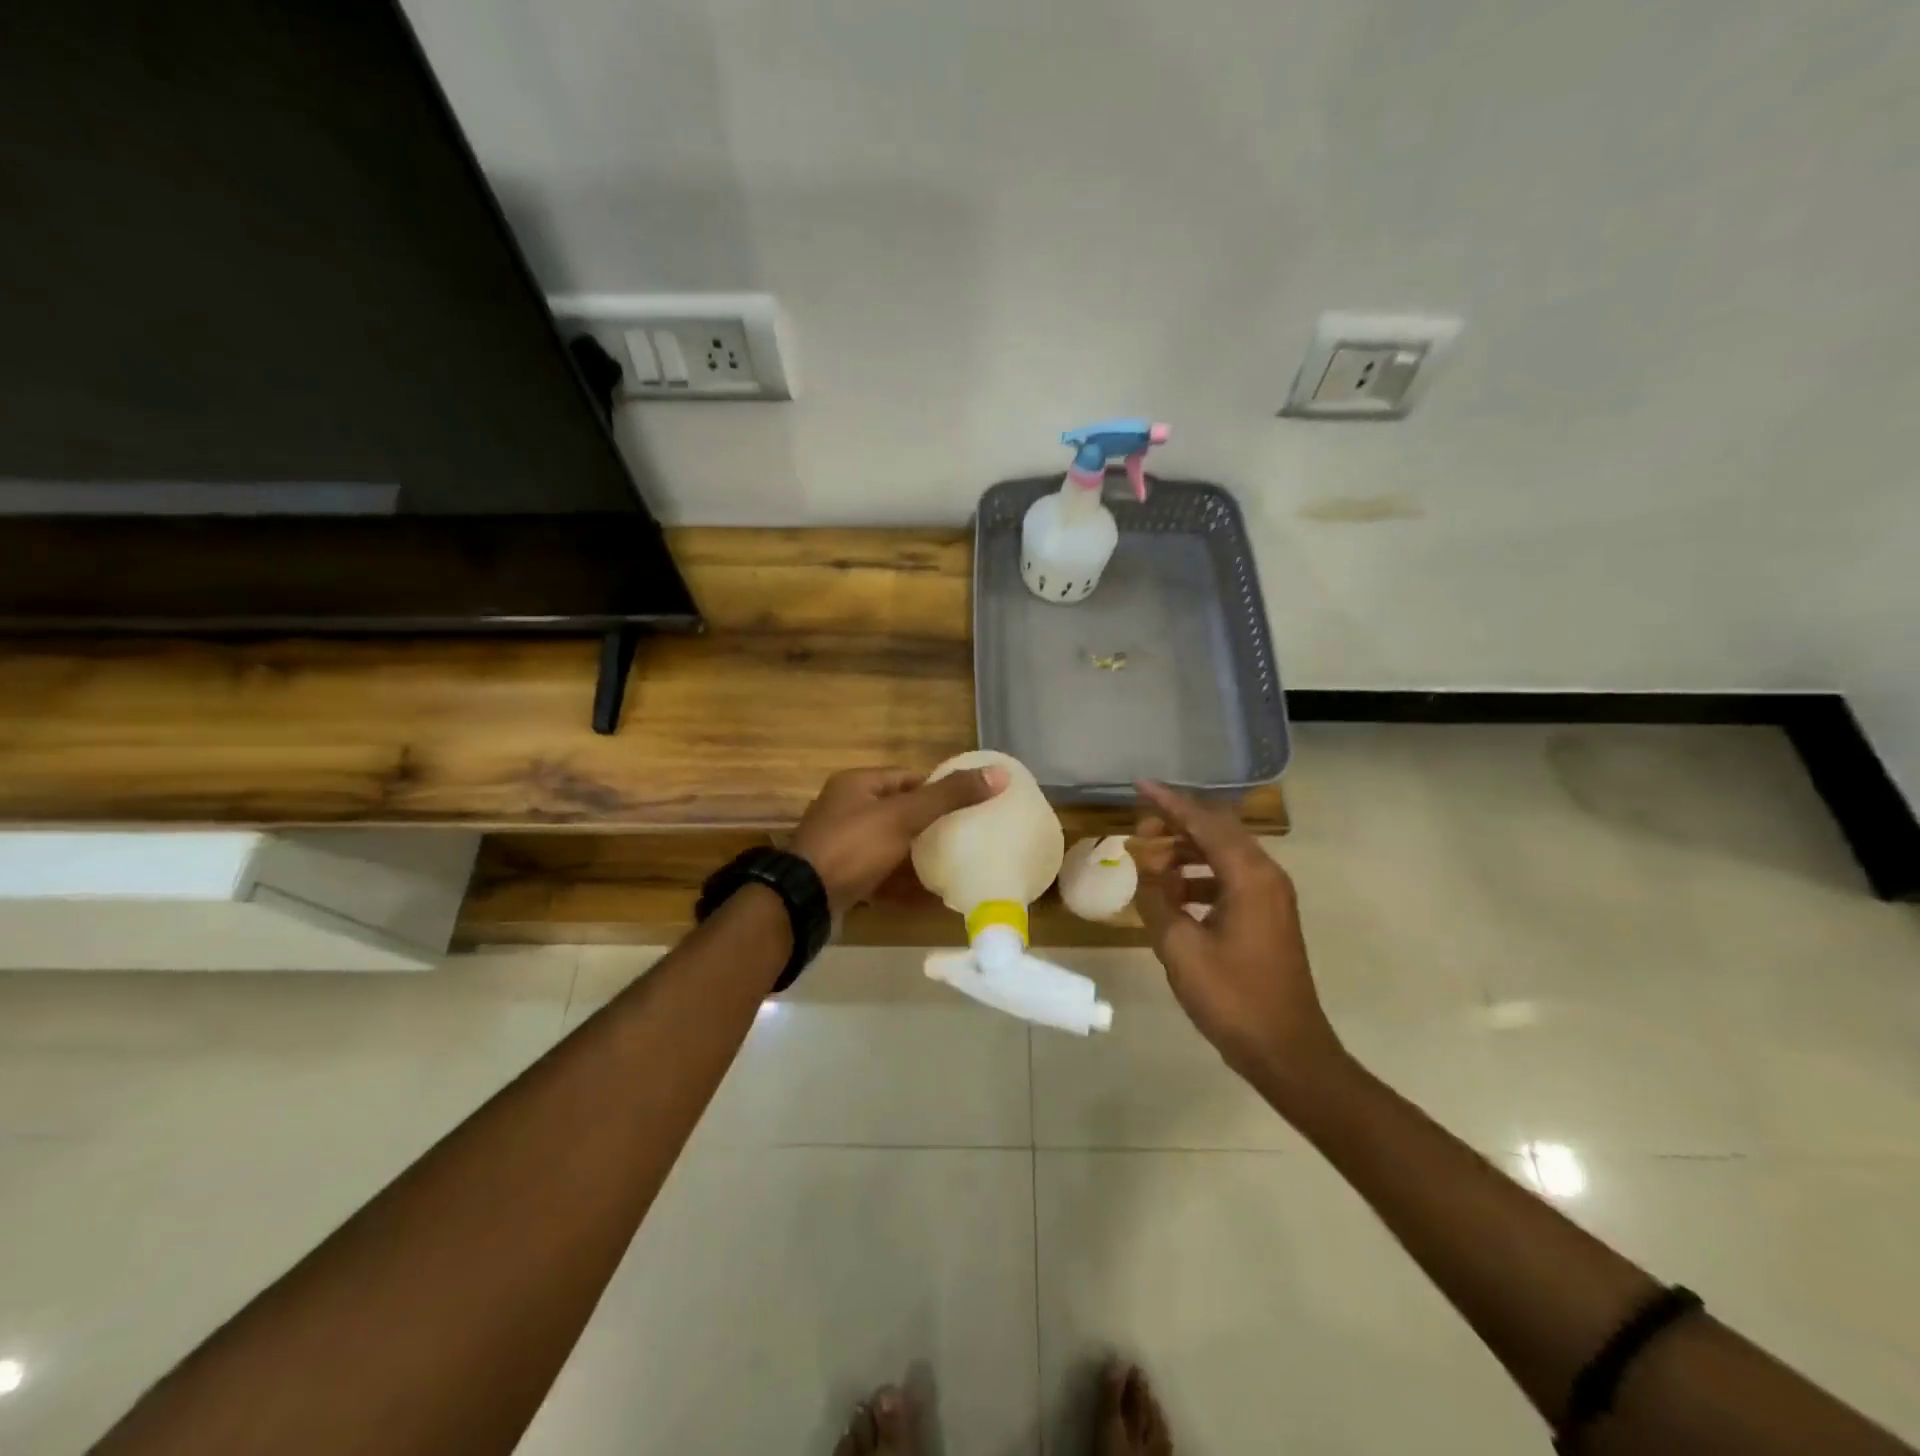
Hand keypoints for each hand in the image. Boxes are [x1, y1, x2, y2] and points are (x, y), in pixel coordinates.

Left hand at [791, 765, 1006, 913]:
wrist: (803, 901)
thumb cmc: (853, 846)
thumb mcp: (904, 817)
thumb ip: (949, 797)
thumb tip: (1000, 775)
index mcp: (856, 784)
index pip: (906, 778)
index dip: (937, 789)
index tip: (967, 806)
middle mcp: (845, 809)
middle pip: (898, 812)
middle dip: (929, 825)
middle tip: (965, 838)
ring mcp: (841, 845)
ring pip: (889, 845)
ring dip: (916, 856)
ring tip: (952, 866)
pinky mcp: (841, 876)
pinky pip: (878, 875)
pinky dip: (900, 884)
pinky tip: (926, 897)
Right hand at [1129, 781, 1343, 1091]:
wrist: (1286, 1050)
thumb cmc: (1232, 998)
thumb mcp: (1180, 947)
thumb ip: (1156, 898)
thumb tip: (1143, 866)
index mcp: (1249, 876)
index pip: (1204, 822)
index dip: (1169, 802)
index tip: (1140, 785)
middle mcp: (1265, 876)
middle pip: (1217, 831)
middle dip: (1176, 824)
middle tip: (1139, 829)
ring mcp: (1270, 897)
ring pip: (1223, 855)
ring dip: (1186, 851)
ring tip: (1149, 860)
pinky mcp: (1268, 916)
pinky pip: (1229, 879)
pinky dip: (1199, 876)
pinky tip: (1172, 893)